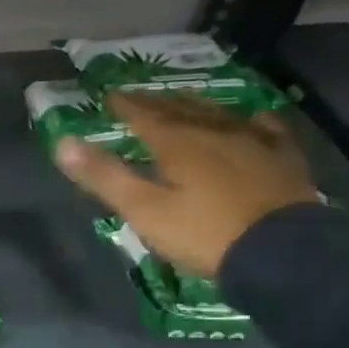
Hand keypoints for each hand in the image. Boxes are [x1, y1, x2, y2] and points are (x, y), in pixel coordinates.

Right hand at [53, 92, 319, 279]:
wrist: (285, 252)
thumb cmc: (204, 233)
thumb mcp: (144, 210)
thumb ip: (104, 176)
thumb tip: (63, 143)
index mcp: (177, 143)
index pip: (144, 115)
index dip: (125, 105)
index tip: (109, 95)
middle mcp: (214, 132)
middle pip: (180, 109)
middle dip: (156, 102)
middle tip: (139, 96)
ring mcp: (254, 142)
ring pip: (218, 114)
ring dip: (195, 105)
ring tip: (182, 99)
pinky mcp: (283, 159)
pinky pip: (266, 128)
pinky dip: (250, 119)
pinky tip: (251, 118)